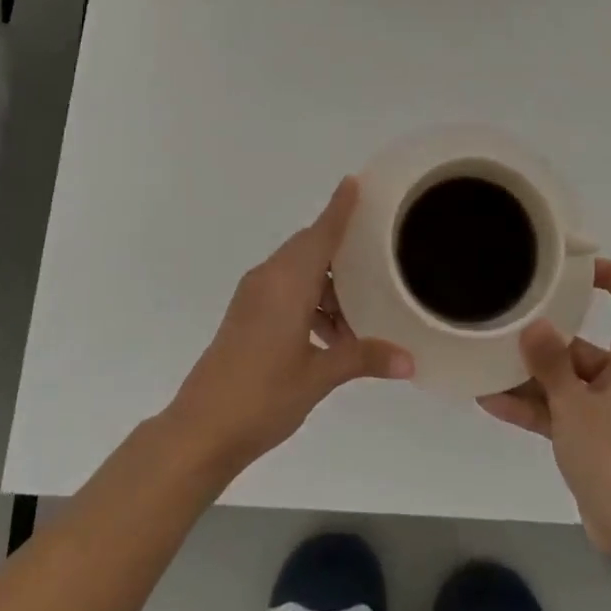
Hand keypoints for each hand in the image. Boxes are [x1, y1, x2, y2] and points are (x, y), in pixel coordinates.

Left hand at [163, 177, 413, 478]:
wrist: (200, 429)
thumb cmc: (262, 396)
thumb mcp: (318, 376)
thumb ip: (363, 359)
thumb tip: (409, 362)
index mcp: (287, 283)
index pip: (320, 234)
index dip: (339, 208)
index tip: (355, 181)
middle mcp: (268, 279)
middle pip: (309, 247)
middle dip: (340, 248)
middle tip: (377, 252)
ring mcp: (253, 296)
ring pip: (297, 271)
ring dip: (326, 284)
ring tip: (358, 312)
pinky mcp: (245, 314)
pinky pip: (284, 289)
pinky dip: (309, 299)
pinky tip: (329, 333)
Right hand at [478, 260, 610, 555]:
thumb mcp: (575, 405)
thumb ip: (550, 362)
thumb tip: (534, 325)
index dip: (609, 273)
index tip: (570, 271)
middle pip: (587, 340)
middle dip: (546, 336)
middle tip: (507, 322)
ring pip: (570, 379)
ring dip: (532, 376)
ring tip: (487, 363)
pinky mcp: (601, 438)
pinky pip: (565, 411)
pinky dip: (536, 407)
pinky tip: (491, 402)